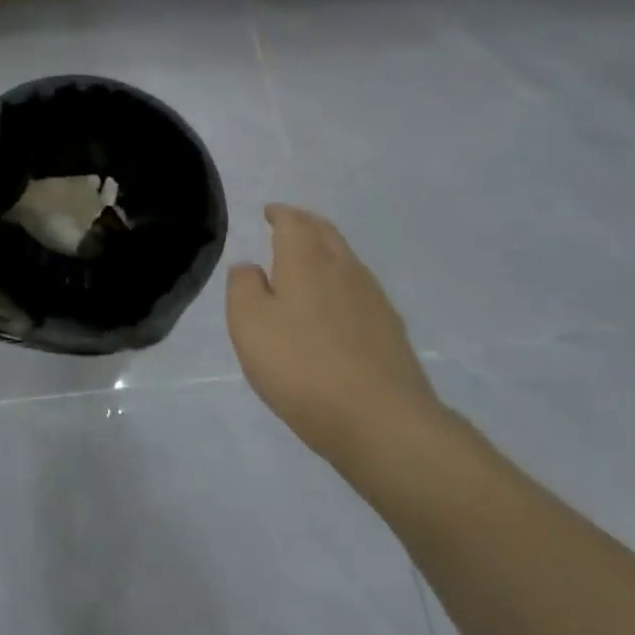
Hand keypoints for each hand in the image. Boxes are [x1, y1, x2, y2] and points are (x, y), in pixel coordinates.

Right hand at [226, 204, 443, 464]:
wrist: (382, 422)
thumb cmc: (302, 366)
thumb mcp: (250, 325)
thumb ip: (243, 288)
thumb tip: (249, 267)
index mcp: (305, 261)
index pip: (293, 223)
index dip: (280, 214)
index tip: (270, 212)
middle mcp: (343, 269)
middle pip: (326, 233)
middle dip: (307, 223)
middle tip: (291, 223)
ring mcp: (373, 300)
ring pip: (347, 259)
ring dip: (327, 250)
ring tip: (310, 259)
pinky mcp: (391, 332)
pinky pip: (361, 289)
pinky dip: (342, 282)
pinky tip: (336, 303)